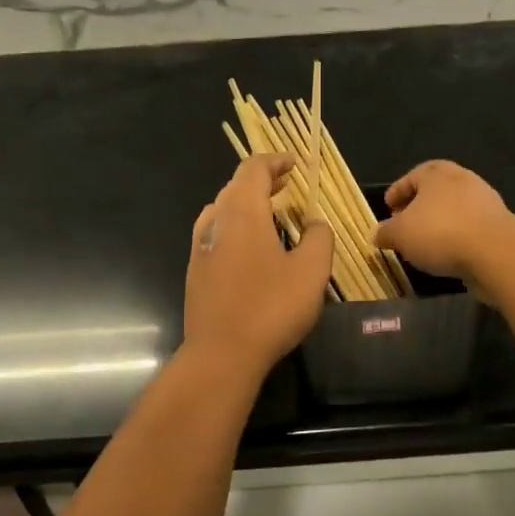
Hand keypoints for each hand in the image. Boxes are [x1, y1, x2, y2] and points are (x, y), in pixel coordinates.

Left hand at [185, 154, 333, 376]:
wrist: (222, 354)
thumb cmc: (271, 307)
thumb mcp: (311, 271)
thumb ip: (318, 238)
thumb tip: (314, 224)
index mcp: (242, 212)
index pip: (254, 169)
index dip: (275, 161)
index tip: (295, 164)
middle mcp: (215, 222)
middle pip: (236, 187)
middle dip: (263, 181)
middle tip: (287, 185)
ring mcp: (200, 248)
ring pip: (223, 211)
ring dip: (247, 205)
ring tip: (271, 214)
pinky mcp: (196, 272)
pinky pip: (217, 236)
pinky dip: (236, 228)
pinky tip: (251, 250)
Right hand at [374, 161, 513, 283]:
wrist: (495, 252)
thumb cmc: (440, 233)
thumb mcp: (400, 234)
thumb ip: (386, 232)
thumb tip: (377, 234)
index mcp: (437, 173)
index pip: (412, 176)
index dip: (397, 191)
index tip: (388, 207)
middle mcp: (463, 179)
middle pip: (435, 190)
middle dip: (419, 207)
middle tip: (405, 224)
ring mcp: (485, 201)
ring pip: (454, 209)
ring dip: (439, 223)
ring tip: (425, 243)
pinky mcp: (499, 224)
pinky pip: (469, 227)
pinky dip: (457, 236)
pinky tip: (447, 254)